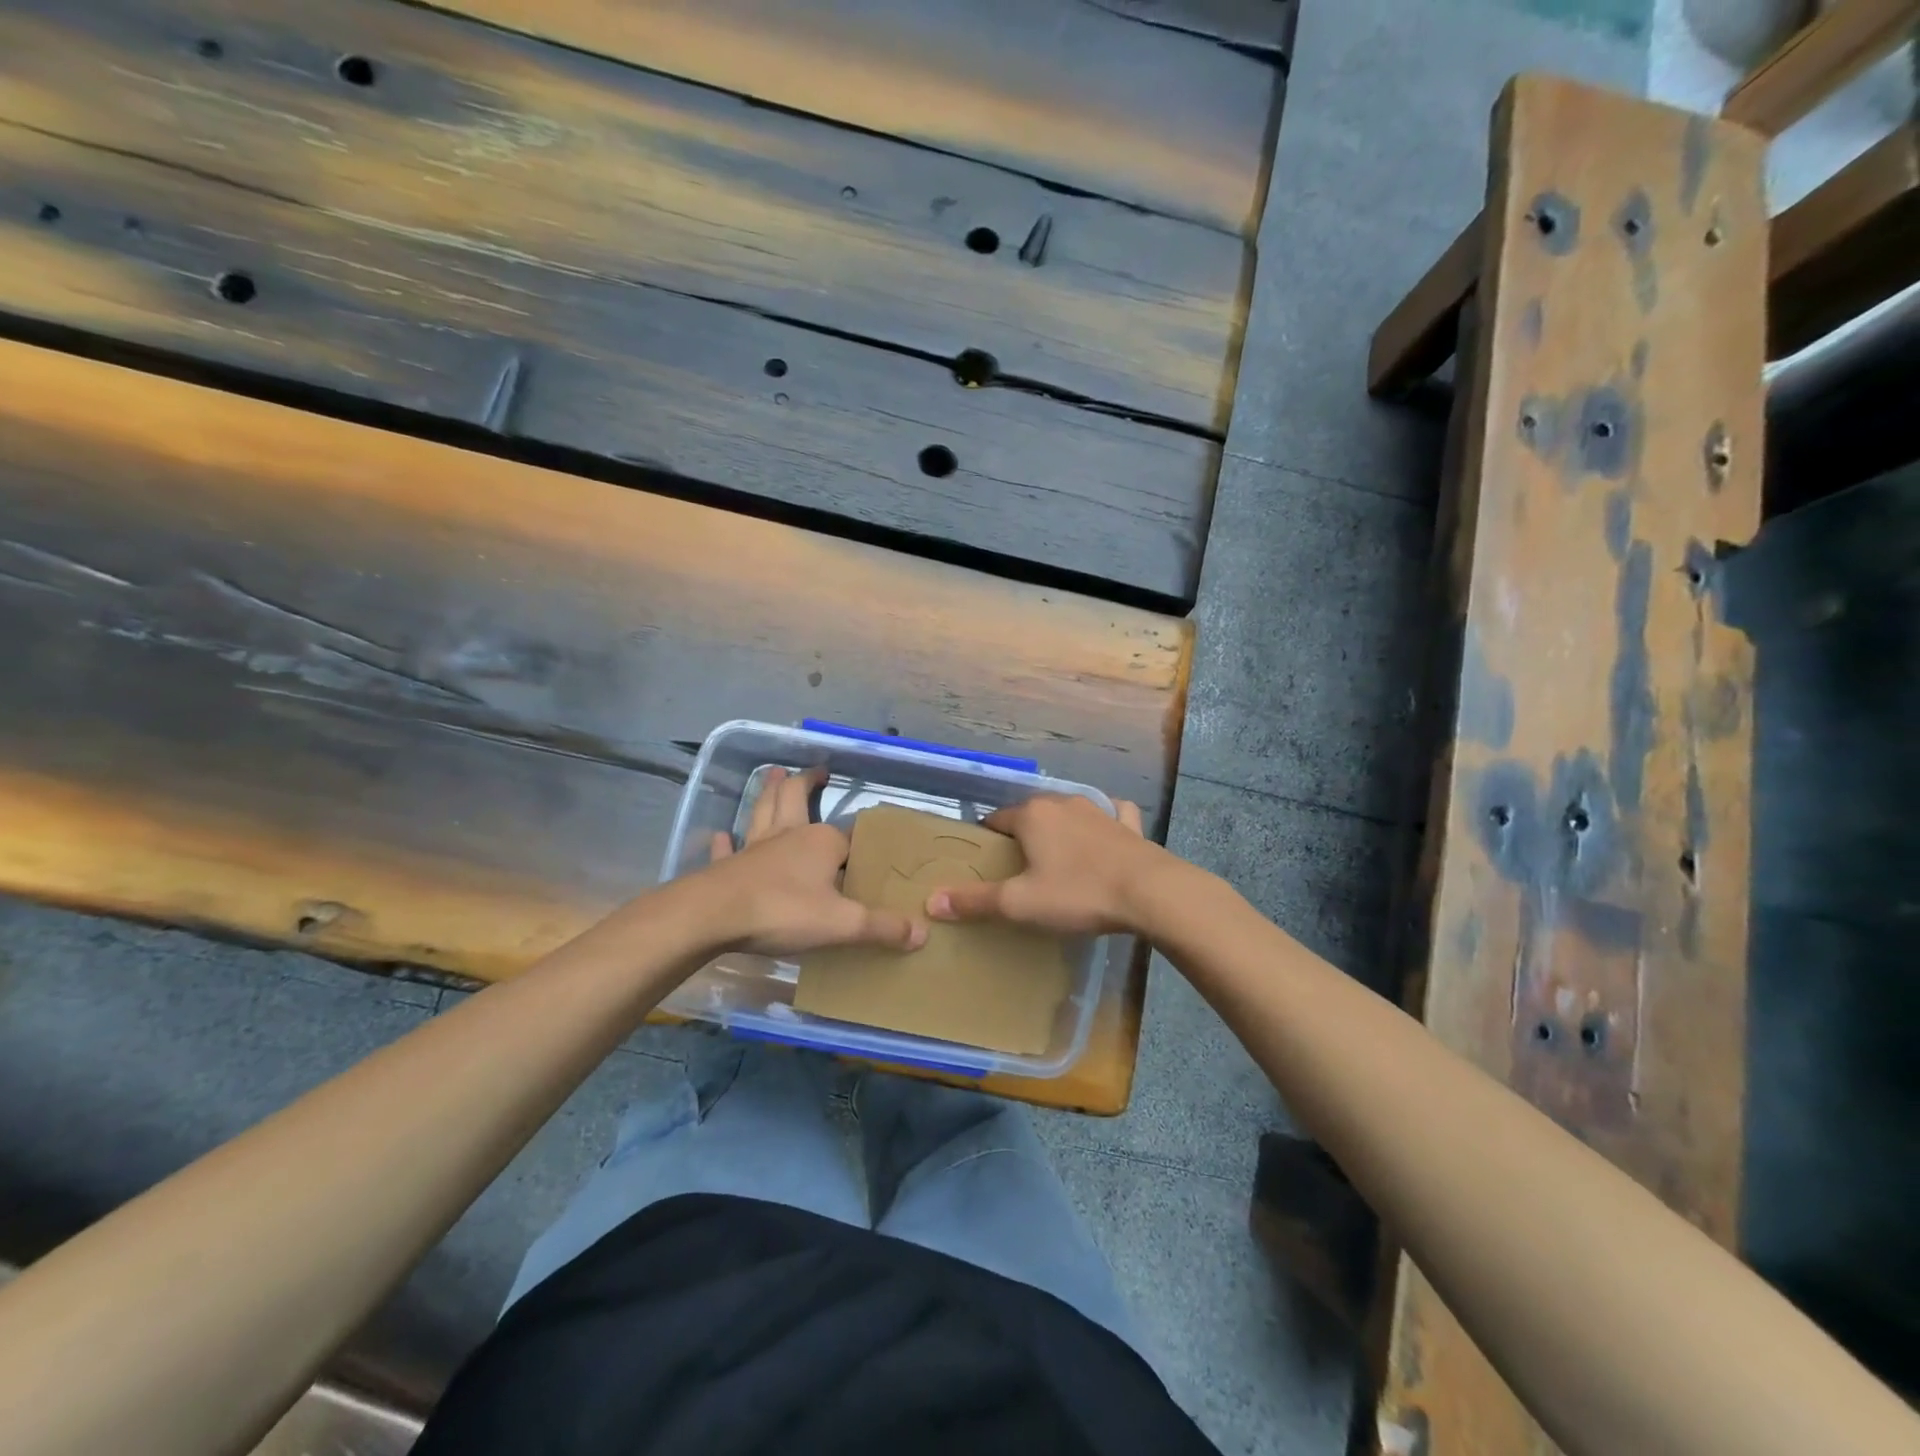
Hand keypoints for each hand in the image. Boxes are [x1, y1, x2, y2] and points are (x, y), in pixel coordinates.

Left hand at [698, 766, 926, 956]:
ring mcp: (755, 848)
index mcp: (821, 842)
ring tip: (774, 774)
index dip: (859, 844)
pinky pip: (729, 850)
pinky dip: (728, 841)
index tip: (869, 846)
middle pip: (796, 799)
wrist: (713, 916)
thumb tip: (922, 934)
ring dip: (769, 792)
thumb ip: (882, 927)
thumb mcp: (842, 923)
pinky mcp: (728, 867)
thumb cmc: (783, 911)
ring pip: (764, 812)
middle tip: (815, 770)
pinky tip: (723, 835)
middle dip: (806, 783)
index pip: (848, 838)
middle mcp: (789, 836)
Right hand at [924, 794, 1165, 936]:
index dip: (987, 839)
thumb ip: (975, 901)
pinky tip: (1107, 835)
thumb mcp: (1020, 903)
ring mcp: (1099, 810)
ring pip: (1069, 812)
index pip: (997, 819)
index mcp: (1033, 816)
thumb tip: (931, 901)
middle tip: (1018, 865)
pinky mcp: (1128, 824)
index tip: (986, 860)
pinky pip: (1112, 815)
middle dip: (1022, 833)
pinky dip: (1105, 822)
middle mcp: (1063, 803)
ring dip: (1060, 828)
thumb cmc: (1078, 893)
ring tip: (1056, 855)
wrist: (1150, 892)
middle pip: (1031, 814)